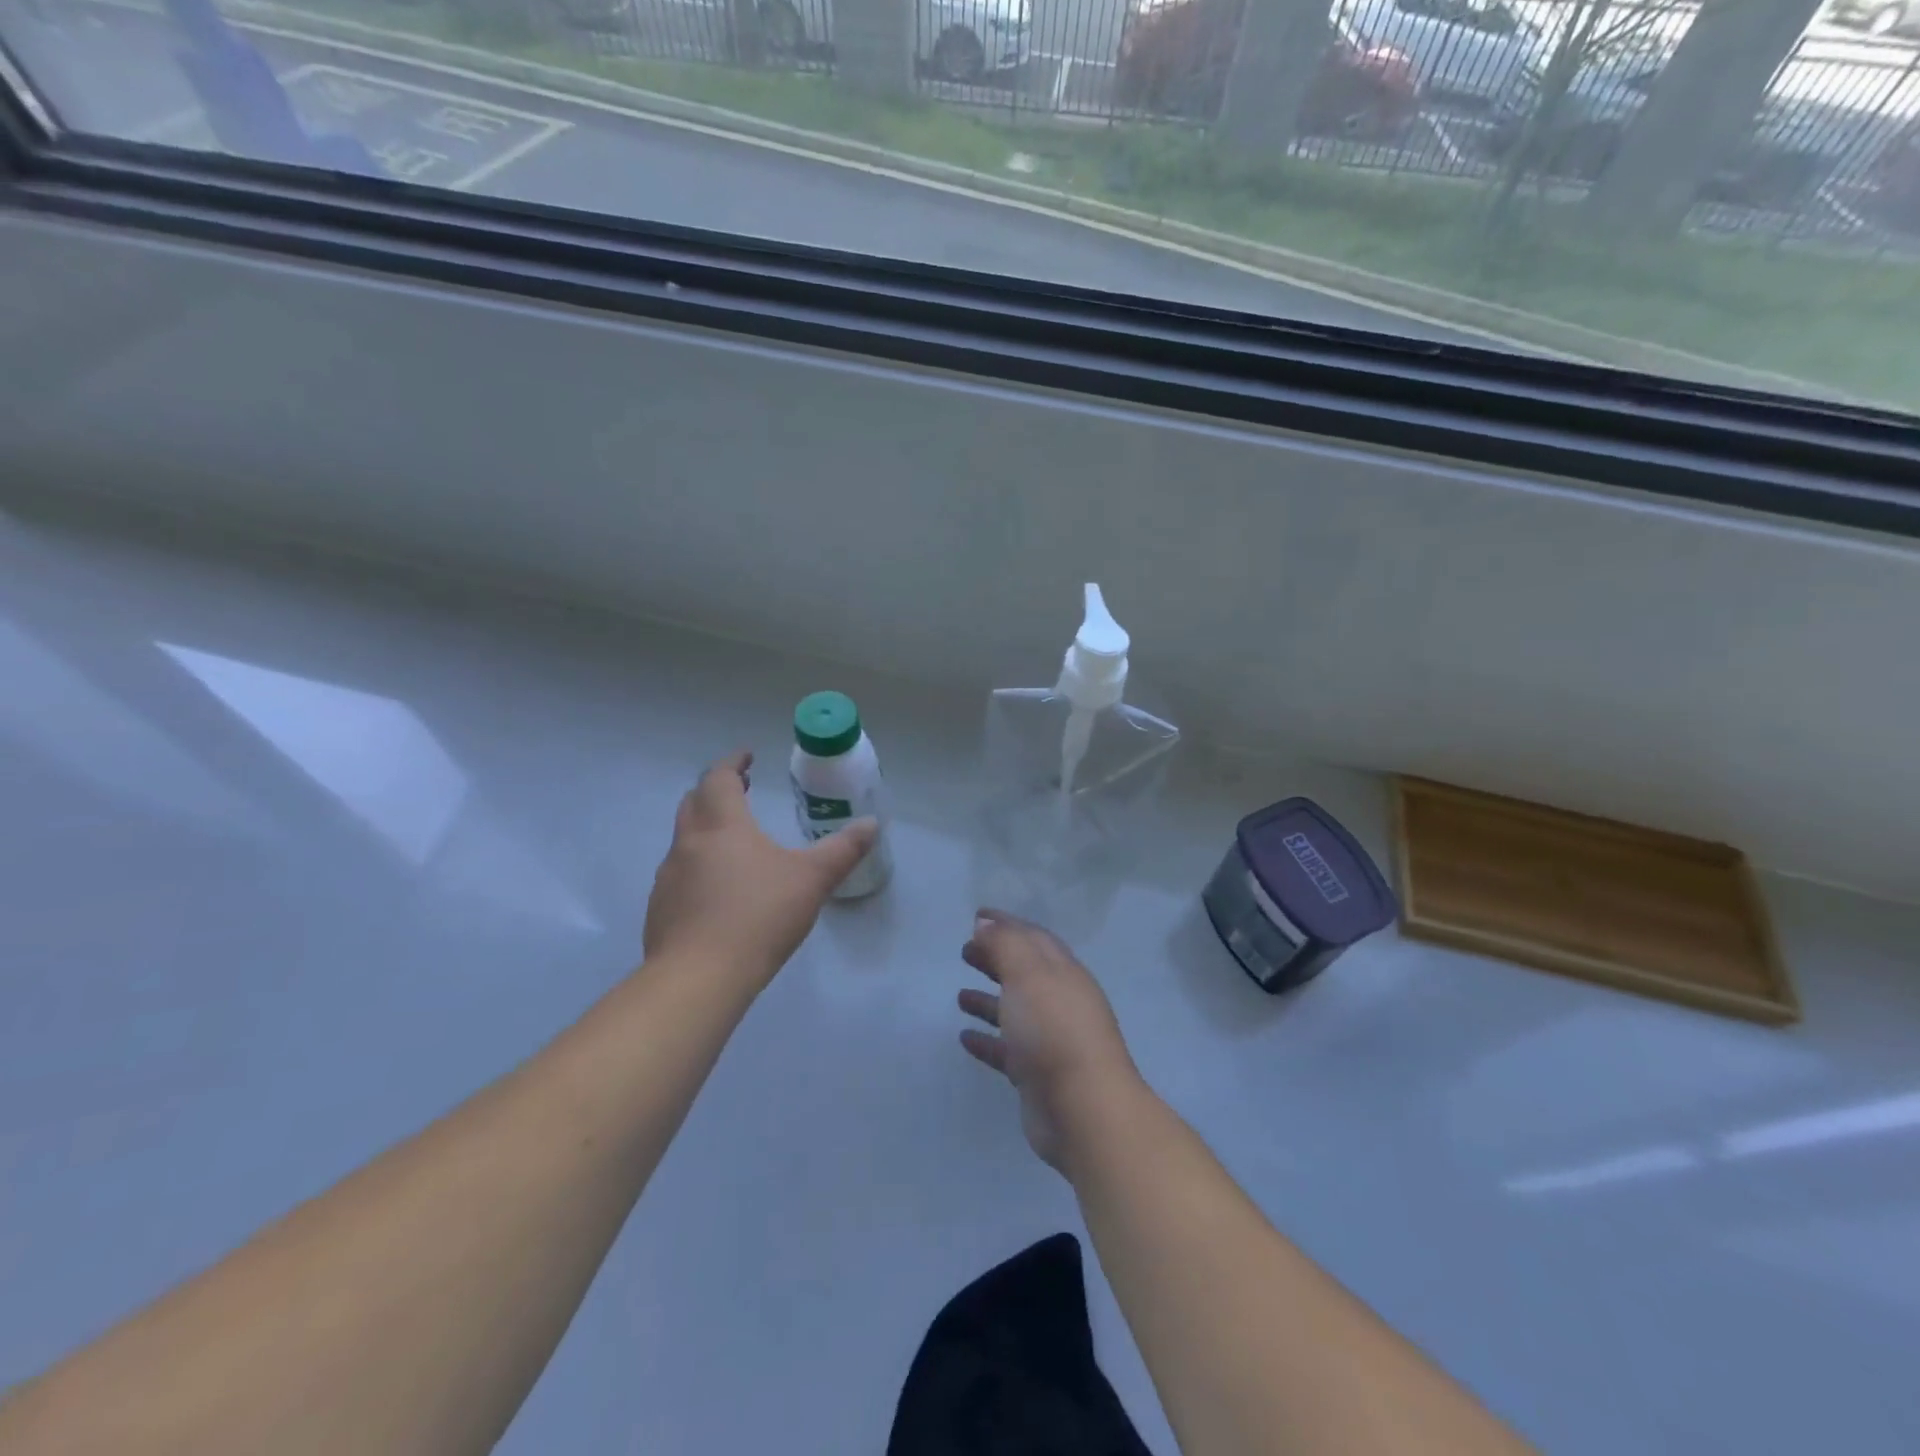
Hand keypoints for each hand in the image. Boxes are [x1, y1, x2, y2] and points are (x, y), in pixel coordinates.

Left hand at [644, 751, 876, 986]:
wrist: (698, 978)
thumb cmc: (759, 916)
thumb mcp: (812, 880)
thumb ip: (843, 850)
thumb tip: (872, 824)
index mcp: (722, 825)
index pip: (718, 778)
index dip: (732, 763)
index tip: (747, 757)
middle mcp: (689, 843)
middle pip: (694, 802)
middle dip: (716, 790)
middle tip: (739, 790)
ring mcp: (668, 877)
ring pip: (684, 839)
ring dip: (705, 828)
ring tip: (732, 841)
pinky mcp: (660, 910)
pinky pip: (678, 874)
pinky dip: (696, 866)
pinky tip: (716, 891)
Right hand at [957, 910, 1144, 1171]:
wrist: (1083, 1109)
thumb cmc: (1054, 1029)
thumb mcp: (1028, 973)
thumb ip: (1005, 944)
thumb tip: (985, 923)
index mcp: (1062, 972)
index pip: (1032, 937)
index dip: (1006, 924)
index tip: (976, 916)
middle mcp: (1060, 1001)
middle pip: (1024, 972)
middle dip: (996, 959)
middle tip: (964, 952)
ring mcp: (1050, 1039)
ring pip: (1015, 1011)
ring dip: (988, 1001)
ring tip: (959, 996)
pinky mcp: (1037, 1074)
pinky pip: (1007, 1050)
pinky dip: (987, 1040)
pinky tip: (964, 1038)